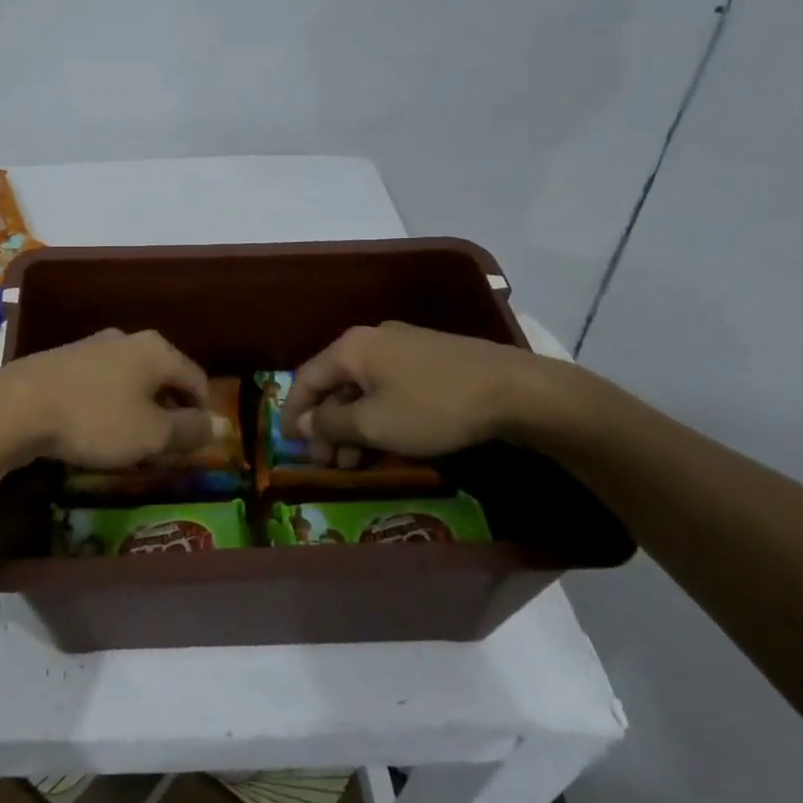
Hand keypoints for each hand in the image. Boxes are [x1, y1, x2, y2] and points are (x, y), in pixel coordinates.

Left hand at [0, 329, 217, 469]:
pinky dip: (109, 404)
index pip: (197, 379)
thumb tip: (223, 425)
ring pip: (132, 379)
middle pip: (164, 376)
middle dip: (170, 410)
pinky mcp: (65, 359)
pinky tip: (96, 427)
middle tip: (166, 446)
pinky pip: (102, 383)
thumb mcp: (151, 434)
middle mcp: (129, 339)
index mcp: (157, 350)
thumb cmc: (96, 419)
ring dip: (138, 408)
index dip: (204, 413)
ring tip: (131, 441)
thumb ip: (189, 430)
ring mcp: (94, 346)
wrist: (18, 405)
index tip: (197, 445)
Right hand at [280, 322, 563, 457]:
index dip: (293, 413)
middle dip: (326, 425)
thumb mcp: (374, 424)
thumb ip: (331, 424)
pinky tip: (388, 440)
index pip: (305, 378)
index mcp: (351, 347)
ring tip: (356, 461)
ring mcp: (404, 346)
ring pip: (364, 387)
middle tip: (327, 463)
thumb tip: (302, 424)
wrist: (514, 390)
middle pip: (335, 383)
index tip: (288, 445)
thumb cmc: (432, 407)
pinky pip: (389, 386)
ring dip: (353, 424)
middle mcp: (372, 339)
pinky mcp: (431, 358)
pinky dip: (378, 413)